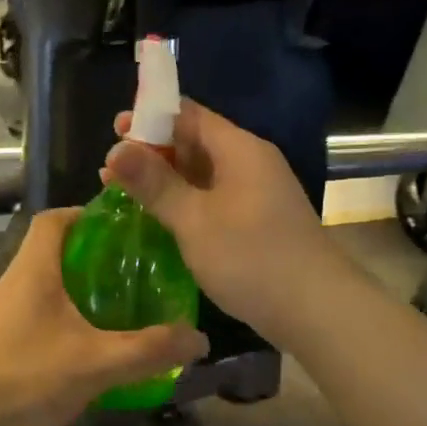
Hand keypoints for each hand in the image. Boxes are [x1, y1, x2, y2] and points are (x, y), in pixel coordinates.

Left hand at [0, 209, 207, 425]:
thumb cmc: (20, 378)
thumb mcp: (94, 363)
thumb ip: (148, 350)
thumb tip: (198, 338)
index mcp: (35, 268)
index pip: (55, 219)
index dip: (89, 214)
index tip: (128, 228)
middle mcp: (16, 282)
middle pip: (58, 253)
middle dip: (99, 259)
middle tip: (141, 274)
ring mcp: (4, 315)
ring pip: (51, 289)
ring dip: (86, 295)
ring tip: (127, 311)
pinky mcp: (0, 344)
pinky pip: (42, 319)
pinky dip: (71, 324)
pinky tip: (94, 351)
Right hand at [106, 101, 345, 349]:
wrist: (317, 310)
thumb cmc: (251, 258)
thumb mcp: (194, 219)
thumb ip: (154, 183)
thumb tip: (115, 148)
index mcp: (239, 149)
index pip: (189, 115)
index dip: (150, 118)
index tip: (114, 130)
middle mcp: (250, 162)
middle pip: (195, 141)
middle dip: (152, 150)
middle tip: (110, 165)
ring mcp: (256, 193)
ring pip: (201, 173)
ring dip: (164, 178)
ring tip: (121, 189)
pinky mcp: (256, 221)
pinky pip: (212, 197)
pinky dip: (183, 200)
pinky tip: (158, 215)